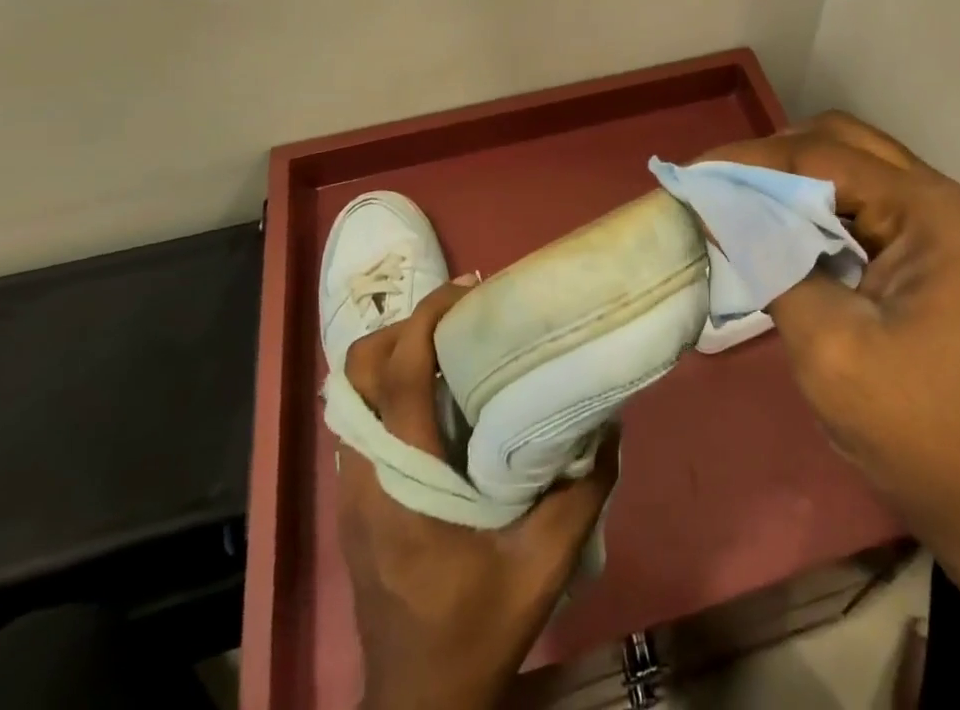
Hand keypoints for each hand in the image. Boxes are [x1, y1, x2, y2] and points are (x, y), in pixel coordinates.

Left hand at [337, 283, 619, 709]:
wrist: (416, 703)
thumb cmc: (475, 632)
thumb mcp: (544, 568)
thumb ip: (580, 493)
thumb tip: (609, 426)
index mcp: (402, 484)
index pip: (398, 374)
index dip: (427, 318)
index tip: (469, 291)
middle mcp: (363, 475)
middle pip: (358, 370)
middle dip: (403, 326)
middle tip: (459, 317)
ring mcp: (349, 487)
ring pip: (352, 392)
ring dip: (394, 353)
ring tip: (450, 344)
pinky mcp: (352, 498)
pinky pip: (360, 418)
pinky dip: (389, 387)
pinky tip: (434, 395)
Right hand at [699, 113, 959, 662]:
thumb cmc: (922, 436)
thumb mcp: (829, 346)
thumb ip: (770, 262)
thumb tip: (716, 208)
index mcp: (936, 213)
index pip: (825, 157)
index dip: (751, 160)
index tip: (691, 173)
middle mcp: (948, 203)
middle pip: (845, 146)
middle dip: (774, 159)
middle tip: (716, 185)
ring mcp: (949, 228)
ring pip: (857, 170)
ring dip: (796, 181)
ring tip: (740, 203)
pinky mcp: (940, 256)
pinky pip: (869, 207)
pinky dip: (820, 209)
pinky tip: (786, 231)